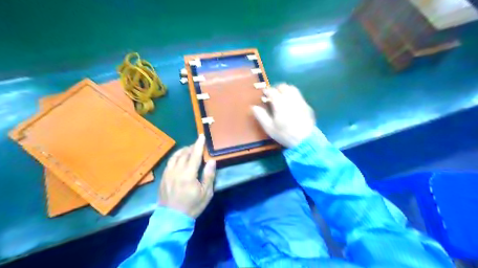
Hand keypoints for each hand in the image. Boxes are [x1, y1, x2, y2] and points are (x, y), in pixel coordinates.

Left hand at [158, 135, 215, 217]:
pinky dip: (175, 157)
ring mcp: (168, 174)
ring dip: (183, 150)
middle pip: (184, 154)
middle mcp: (176, 171)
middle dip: (192, 147)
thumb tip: (211, 161)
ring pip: (175, 156)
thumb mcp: (206, 193)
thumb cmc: (192, 206)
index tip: (201, 136)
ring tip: (189, 149)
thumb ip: (209, 175)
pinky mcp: (163, 178)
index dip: (198, 145)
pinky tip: (179, 158)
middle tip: (198, 144)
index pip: (194, 155)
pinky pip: (169, 162)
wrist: (172, 218)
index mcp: (188, 174)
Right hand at [252, 83, 316, 146]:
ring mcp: (300, 101)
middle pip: (283, 87)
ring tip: (281, 96)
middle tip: (272, 94)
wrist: (306, 140)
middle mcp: (291, 99)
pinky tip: (291, 103)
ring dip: (286, 90)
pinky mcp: (307, 106)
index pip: (272, 91)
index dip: (267, 91)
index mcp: (280, 103)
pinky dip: (293, 96)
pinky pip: (299, 96)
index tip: (264, 93)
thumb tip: (254, 107)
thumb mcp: (270, 128)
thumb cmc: (285, 135)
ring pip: (292, 89)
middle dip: (276, 88)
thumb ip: (261, 116)